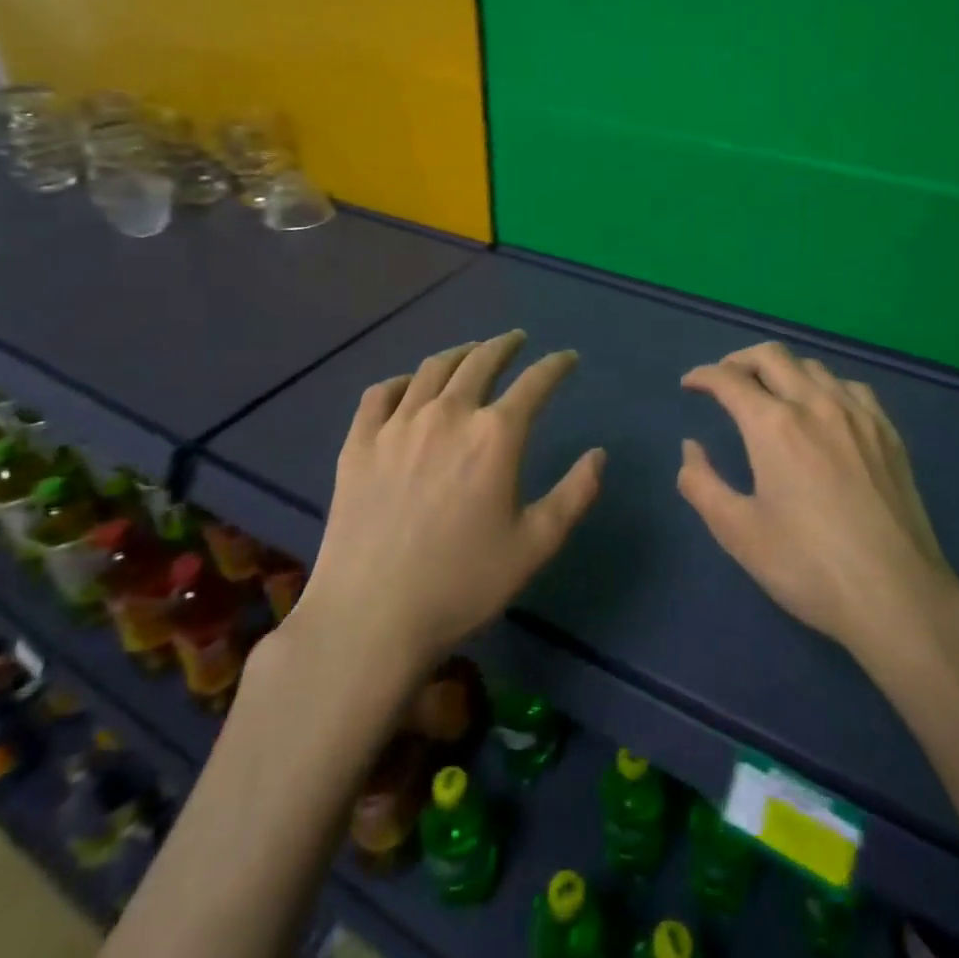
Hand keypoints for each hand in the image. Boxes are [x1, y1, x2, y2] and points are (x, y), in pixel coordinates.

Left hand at [304, 331, 604, 669]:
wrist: (371, 617)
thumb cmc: (462, 584)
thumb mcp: (535, 545)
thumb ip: (574, 494)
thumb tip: (599, 454)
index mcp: (495, 435)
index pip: (535, 382)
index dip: (556, 365)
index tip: (567, 358)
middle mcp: (448, 414)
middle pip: (481, 361)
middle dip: (504, 345)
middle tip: (516, 340)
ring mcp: (398, 424)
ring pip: (432, 368)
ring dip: (459, 353)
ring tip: (470, 353)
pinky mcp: (359, 442)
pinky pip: (381, 393)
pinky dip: (402, 381)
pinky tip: (409, 386)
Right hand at [679, 340, 958, 659]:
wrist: (897, 596)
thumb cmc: (808, 566)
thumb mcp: (738, 532)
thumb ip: (701, 483)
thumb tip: (691, 447)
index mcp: (774, 425)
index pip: (729, 379)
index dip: (702, 376)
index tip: (689, 385)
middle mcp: (815, 404)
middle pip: (771, 356)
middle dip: (738, 360)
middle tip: (724, 381)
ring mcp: (858, 414)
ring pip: (812, 366)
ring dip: (781, 369)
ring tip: (769, 392)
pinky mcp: (887, 432)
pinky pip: (850, 386)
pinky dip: (824, 385)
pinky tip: (823, 408)